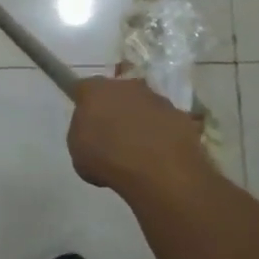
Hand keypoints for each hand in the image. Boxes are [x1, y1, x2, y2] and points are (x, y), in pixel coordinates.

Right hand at [67, 76, 209, 195]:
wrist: (159, 171)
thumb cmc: (107, 159)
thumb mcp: (77, 151)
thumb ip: (82, 133)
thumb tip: (93, 131)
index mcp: (96, 90)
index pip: (84, 88)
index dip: (84, 103)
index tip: (85, 120)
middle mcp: (127, 86)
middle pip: (116, 93)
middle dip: (113, 109)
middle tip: (110, 135)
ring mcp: (157, 99)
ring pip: (142, 106)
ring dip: (139, 121)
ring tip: (137, 150)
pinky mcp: (180, 116)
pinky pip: (164, 123)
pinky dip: (160, 135)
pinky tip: (157, 156)